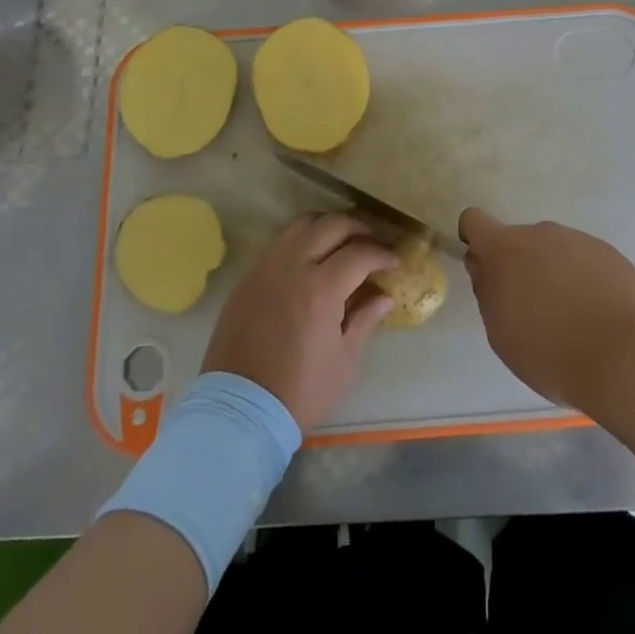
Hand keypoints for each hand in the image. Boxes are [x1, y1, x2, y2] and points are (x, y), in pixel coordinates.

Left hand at [202, 213, 398, 431]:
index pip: (360, 253)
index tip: (394, 262)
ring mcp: (266, 266)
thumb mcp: (344, 362)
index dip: (382, 254)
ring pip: (302, 224)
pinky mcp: (248, 276)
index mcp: (321, 288)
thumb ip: (365, 320)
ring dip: (328, 226)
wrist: (240, 409)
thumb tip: (384, 297)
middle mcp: (292, 266)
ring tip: (343, 242)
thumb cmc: (300, 390)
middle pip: (332, 225)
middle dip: (359, 228)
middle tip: (373, 243)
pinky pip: (280, 241)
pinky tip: (311, 257)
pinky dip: (302, 238)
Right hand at [459, 208, 634, 408]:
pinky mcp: (611, 254)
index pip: (475, 221)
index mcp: (506, 248)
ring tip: (573, 320)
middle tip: (534, 311)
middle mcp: (542, 233)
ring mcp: (580, 240)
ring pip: (556, 251)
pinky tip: (599, 318)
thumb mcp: (500, 331)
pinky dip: (586, 282)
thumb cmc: (548, 351)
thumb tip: (484, 266)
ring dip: (555, 274)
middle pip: (520, 241)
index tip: (485, 269)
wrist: (623, 359)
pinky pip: (587, 262)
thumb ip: (487, 290)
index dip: (474, 240)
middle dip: (521, 267)